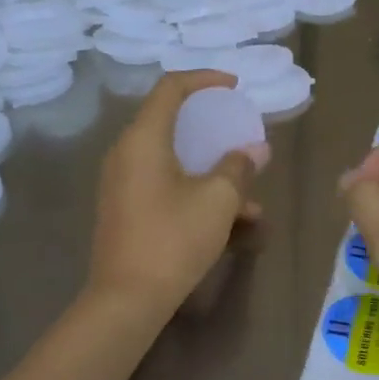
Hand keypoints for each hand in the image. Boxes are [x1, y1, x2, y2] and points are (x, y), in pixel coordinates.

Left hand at [87, 71, 264, 315]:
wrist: (126, 299)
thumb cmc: (173, 239)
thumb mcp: (217, 200)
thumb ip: (238, 167)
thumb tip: (254, 150)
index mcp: (143, 139)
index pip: (170, 88)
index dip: (204, 80)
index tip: (234, 87)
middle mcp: (127, 154)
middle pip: (171, 123)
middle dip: (213, 130)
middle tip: (240, 135)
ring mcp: (123, 184)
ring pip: (174, 161)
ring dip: (212, 172)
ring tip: (251, 199)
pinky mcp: (126, 210)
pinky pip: (166, 186)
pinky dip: (196, 192)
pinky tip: (233, 223)